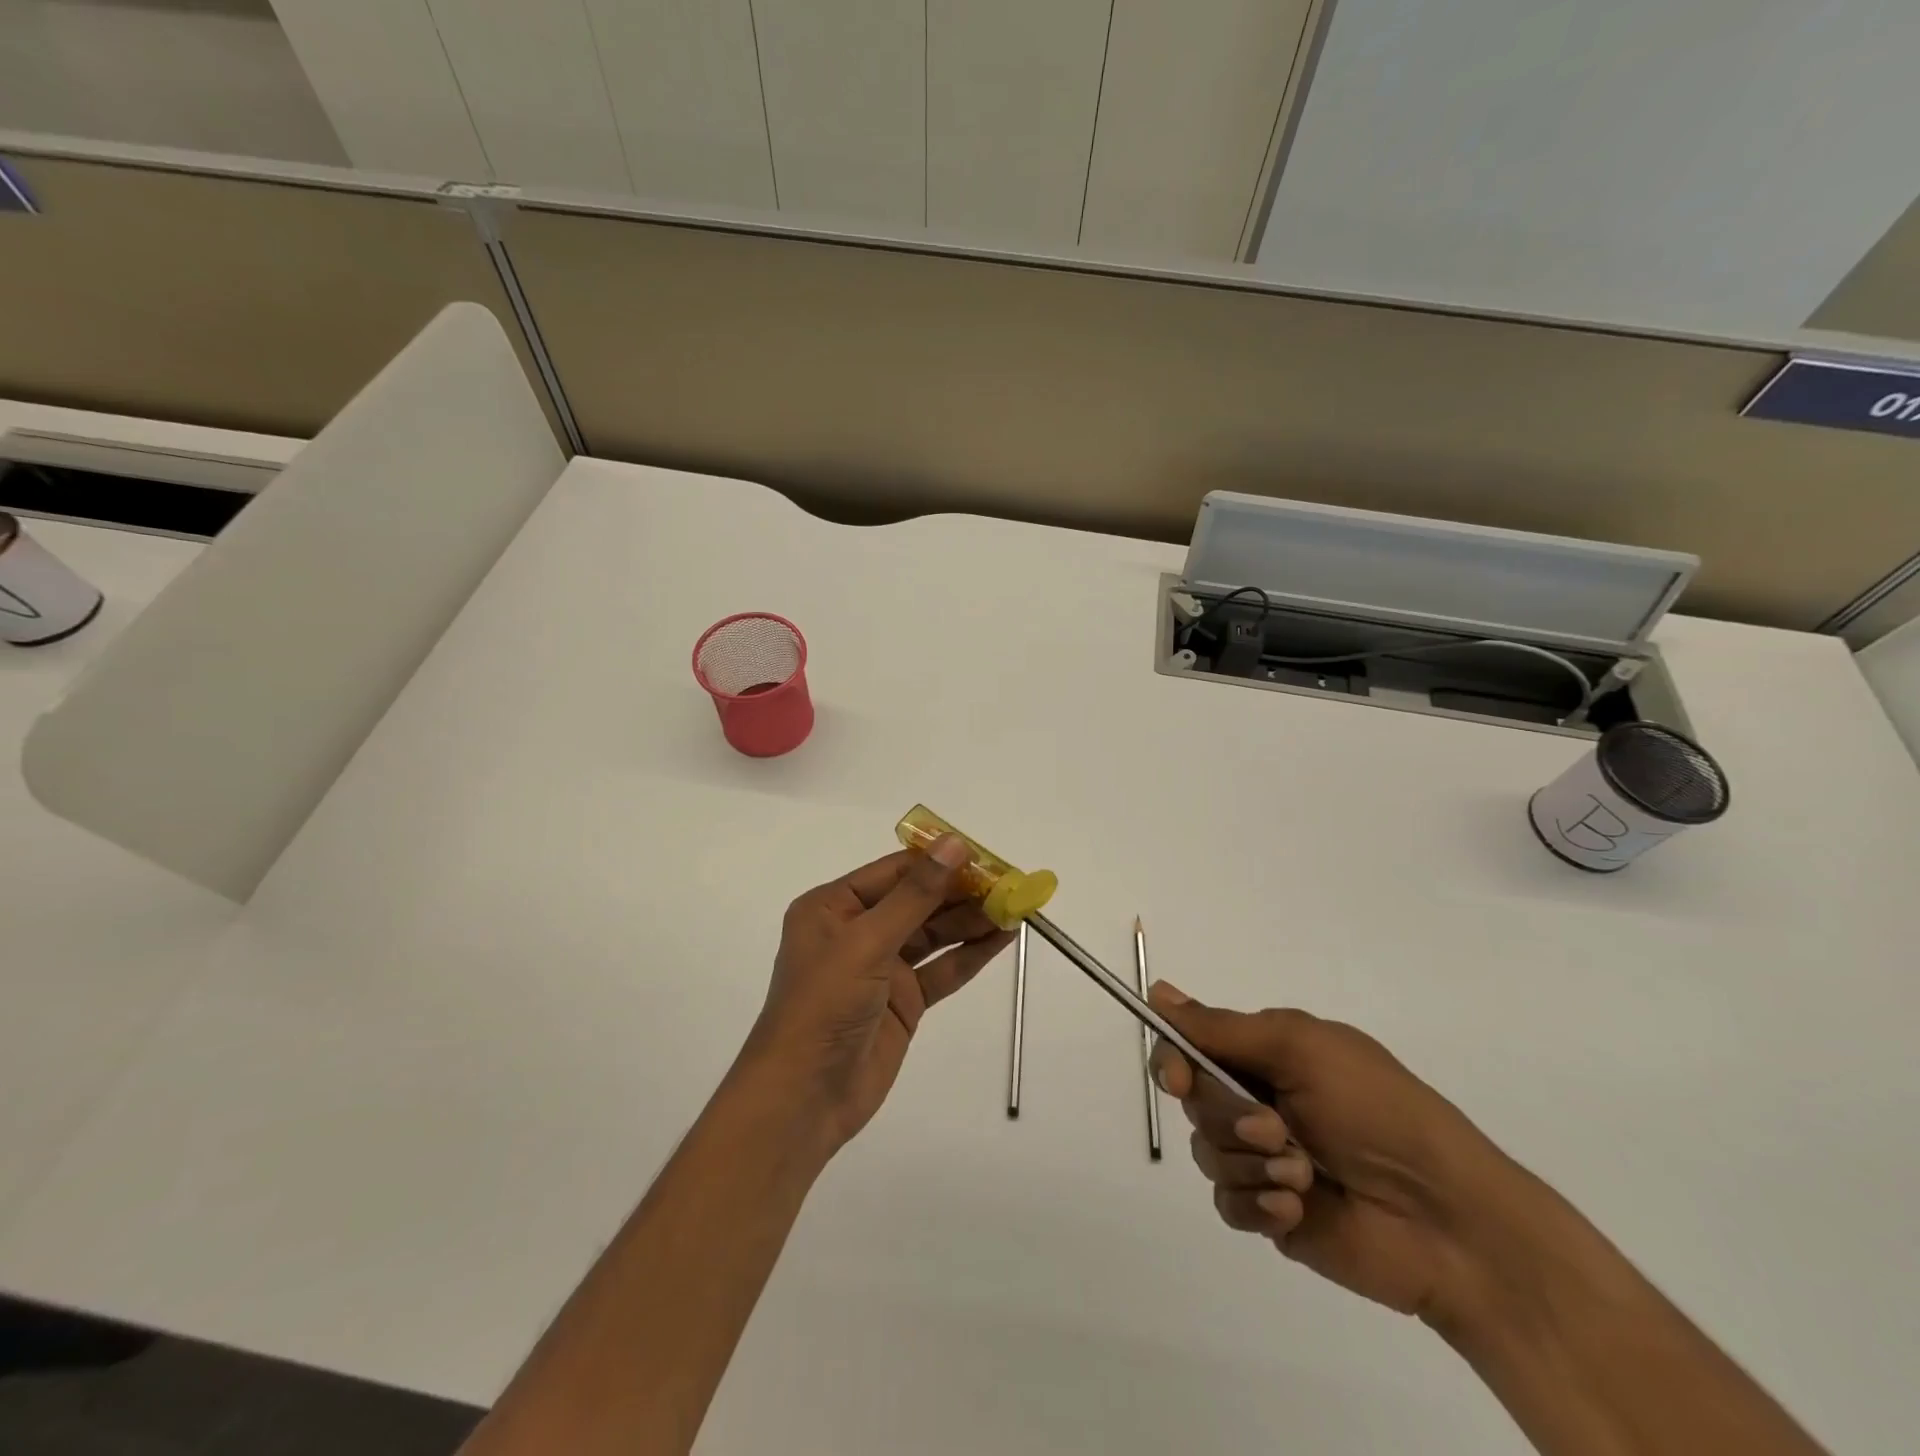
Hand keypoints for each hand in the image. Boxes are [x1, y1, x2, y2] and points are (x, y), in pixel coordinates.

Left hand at [740, 836, 1013, 1154]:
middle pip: (918, 901)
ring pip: (934, 934)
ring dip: (972, 921)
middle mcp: (857, 930)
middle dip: (961, 892)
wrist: (804, 1098)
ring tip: (1015, 906)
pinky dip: (970, 954)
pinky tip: (1002, 938)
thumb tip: (954, 844)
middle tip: (1009, 882)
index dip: (939, 860)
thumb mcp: (867, 942)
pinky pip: (941, 969)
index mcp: (834, 906)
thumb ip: (915, 895)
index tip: (984, 855)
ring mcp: (882, 967)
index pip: (894, 871)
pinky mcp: (903, 1001)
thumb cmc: (824, 1005)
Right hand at [1148, 982, 1517, 1323]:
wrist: (1448, 1221)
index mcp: (1267, 1056)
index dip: (1174, 1060)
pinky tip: (1296, 1209)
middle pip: (1194, 1101)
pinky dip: (1257, 1204)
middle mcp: (1258, 1101)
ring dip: (1250, 1163)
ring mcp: (1262, 1159)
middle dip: (1228, 1117)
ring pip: (1206, 1153)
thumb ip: (1223, 1028)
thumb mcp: (1301, 1049)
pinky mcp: (1270, 1213)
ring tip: (1303, 1176)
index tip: (1179, 1080)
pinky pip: (1227, 1204)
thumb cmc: (1377, 1112)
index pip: (1191, 1046)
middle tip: (1276, 1130)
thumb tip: (1157, 990)